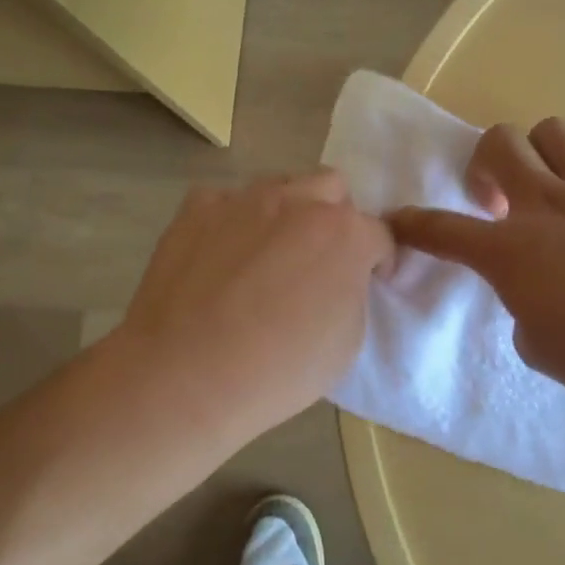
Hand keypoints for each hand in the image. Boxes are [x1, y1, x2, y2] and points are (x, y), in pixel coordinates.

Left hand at [107, 169, 393, 451]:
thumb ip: (352, 293)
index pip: (380, 234)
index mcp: (346, 234)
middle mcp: (299, 202)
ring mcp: (244, 200)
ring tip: (267, 256)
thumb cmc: (278, 370)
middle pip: (332, 188)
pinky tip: (221, 258)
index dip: (379, 260)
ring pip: (281, 186)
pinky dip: (234, 222)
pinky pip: (227, 202)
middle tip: (320, 260)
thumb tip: (339, 279)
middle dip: (336, 218)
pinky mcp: (197, 209)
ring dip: (287, 213)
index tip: (369, 281)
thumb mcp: (347, 343)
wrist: (184, 378)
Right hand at [390, 120, 564, 404]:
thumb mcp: (542, 350)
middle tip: (495, 199)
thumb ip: (525, 313)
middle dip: (483, 162)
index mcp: (512, 250)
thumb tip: (536, 297)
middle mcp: (549, 205)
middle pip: (499, 143)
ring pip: (555, 131)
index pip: (443, 230)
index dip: (412, 224)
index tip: (396, 221)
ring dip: (542, 153)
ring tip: (553, 185)